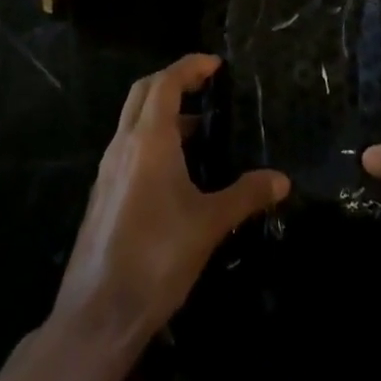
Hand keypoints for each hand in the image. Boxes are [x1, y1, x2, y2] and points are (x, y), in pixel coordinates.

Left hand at [53, 54, 288, 341]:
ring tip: (198, 128)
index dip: (191, 66)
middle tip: (205, 85)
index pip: (167, 81)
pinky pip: (128, 145)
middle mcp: (124, 143)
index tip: (216, 65)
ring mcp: (109, 168)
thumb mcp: (209, 224)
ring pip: (134, 118)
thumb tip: (282, 180)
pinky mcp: (103, 193)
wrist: (98, 315)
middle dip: (174, 80)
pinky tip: (174, 169)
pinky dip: (151, 137)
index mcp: (149, 138)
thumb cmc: (157, 257)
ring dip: (163, 111)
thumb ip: (245, 195)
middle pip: (145, 90)